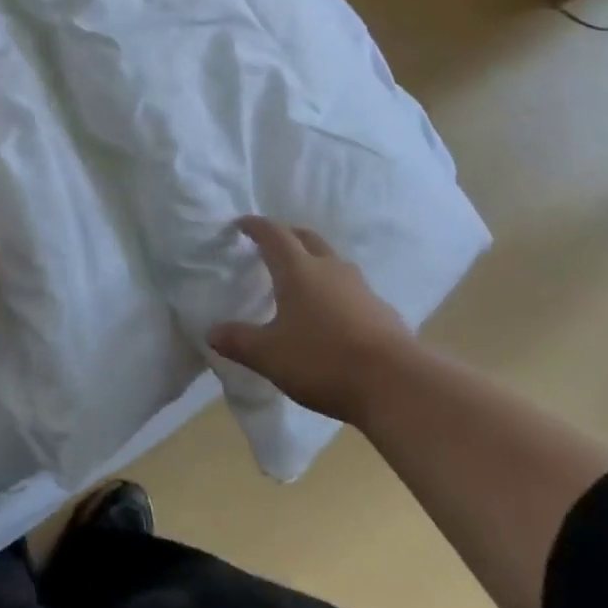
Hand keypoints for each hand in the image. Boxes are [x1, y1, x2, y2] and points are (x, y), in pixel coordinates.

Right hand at [208, 217, 413, 425]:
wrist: (395, 383)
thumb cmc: (323, 360)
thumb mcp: (270, 356)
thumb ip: (239, 341)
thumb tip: (211, 333)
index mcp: (297, 270)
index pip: (273, 234)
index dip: (256, 226)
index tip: (241, 224)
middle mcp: (329, 268)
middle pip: (306, 238)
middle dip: (287, 236)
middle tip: (271, 245)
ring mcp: (359, 286)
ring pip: (332, 260)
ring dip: (314, 260)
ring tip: (301, 278)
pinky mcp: (381, 309)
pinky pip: (351, 287)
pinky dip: (335, 289)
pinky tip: (332, 313)